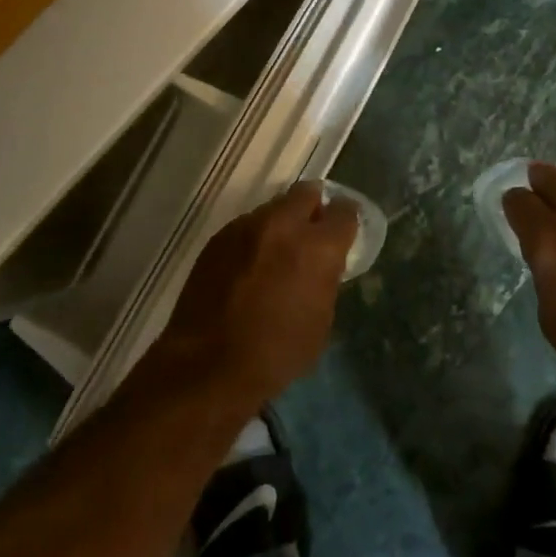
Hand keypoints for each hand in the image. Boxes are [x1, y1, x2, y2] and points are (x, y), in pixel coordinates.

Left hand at [156, 183, 358, 408]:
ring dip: (282, 223)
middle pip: (307, 194)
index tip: (345, 231)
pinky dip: (255, 238)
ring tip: (277, 252)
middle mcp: (283, 225)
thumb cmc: (275, 353)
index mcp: (317, 247)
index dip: (347, 220)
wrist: (207, 363)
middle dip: (315, 208)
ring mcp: (246, 226)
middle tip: (313, 232)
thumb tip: (324, 264)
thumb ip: (326, 280)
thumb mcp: (320, 322)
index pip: (344, 212)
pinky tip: (249, 265)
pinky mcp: (219, 237)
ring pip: (274, 208)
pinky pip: (247, 226)